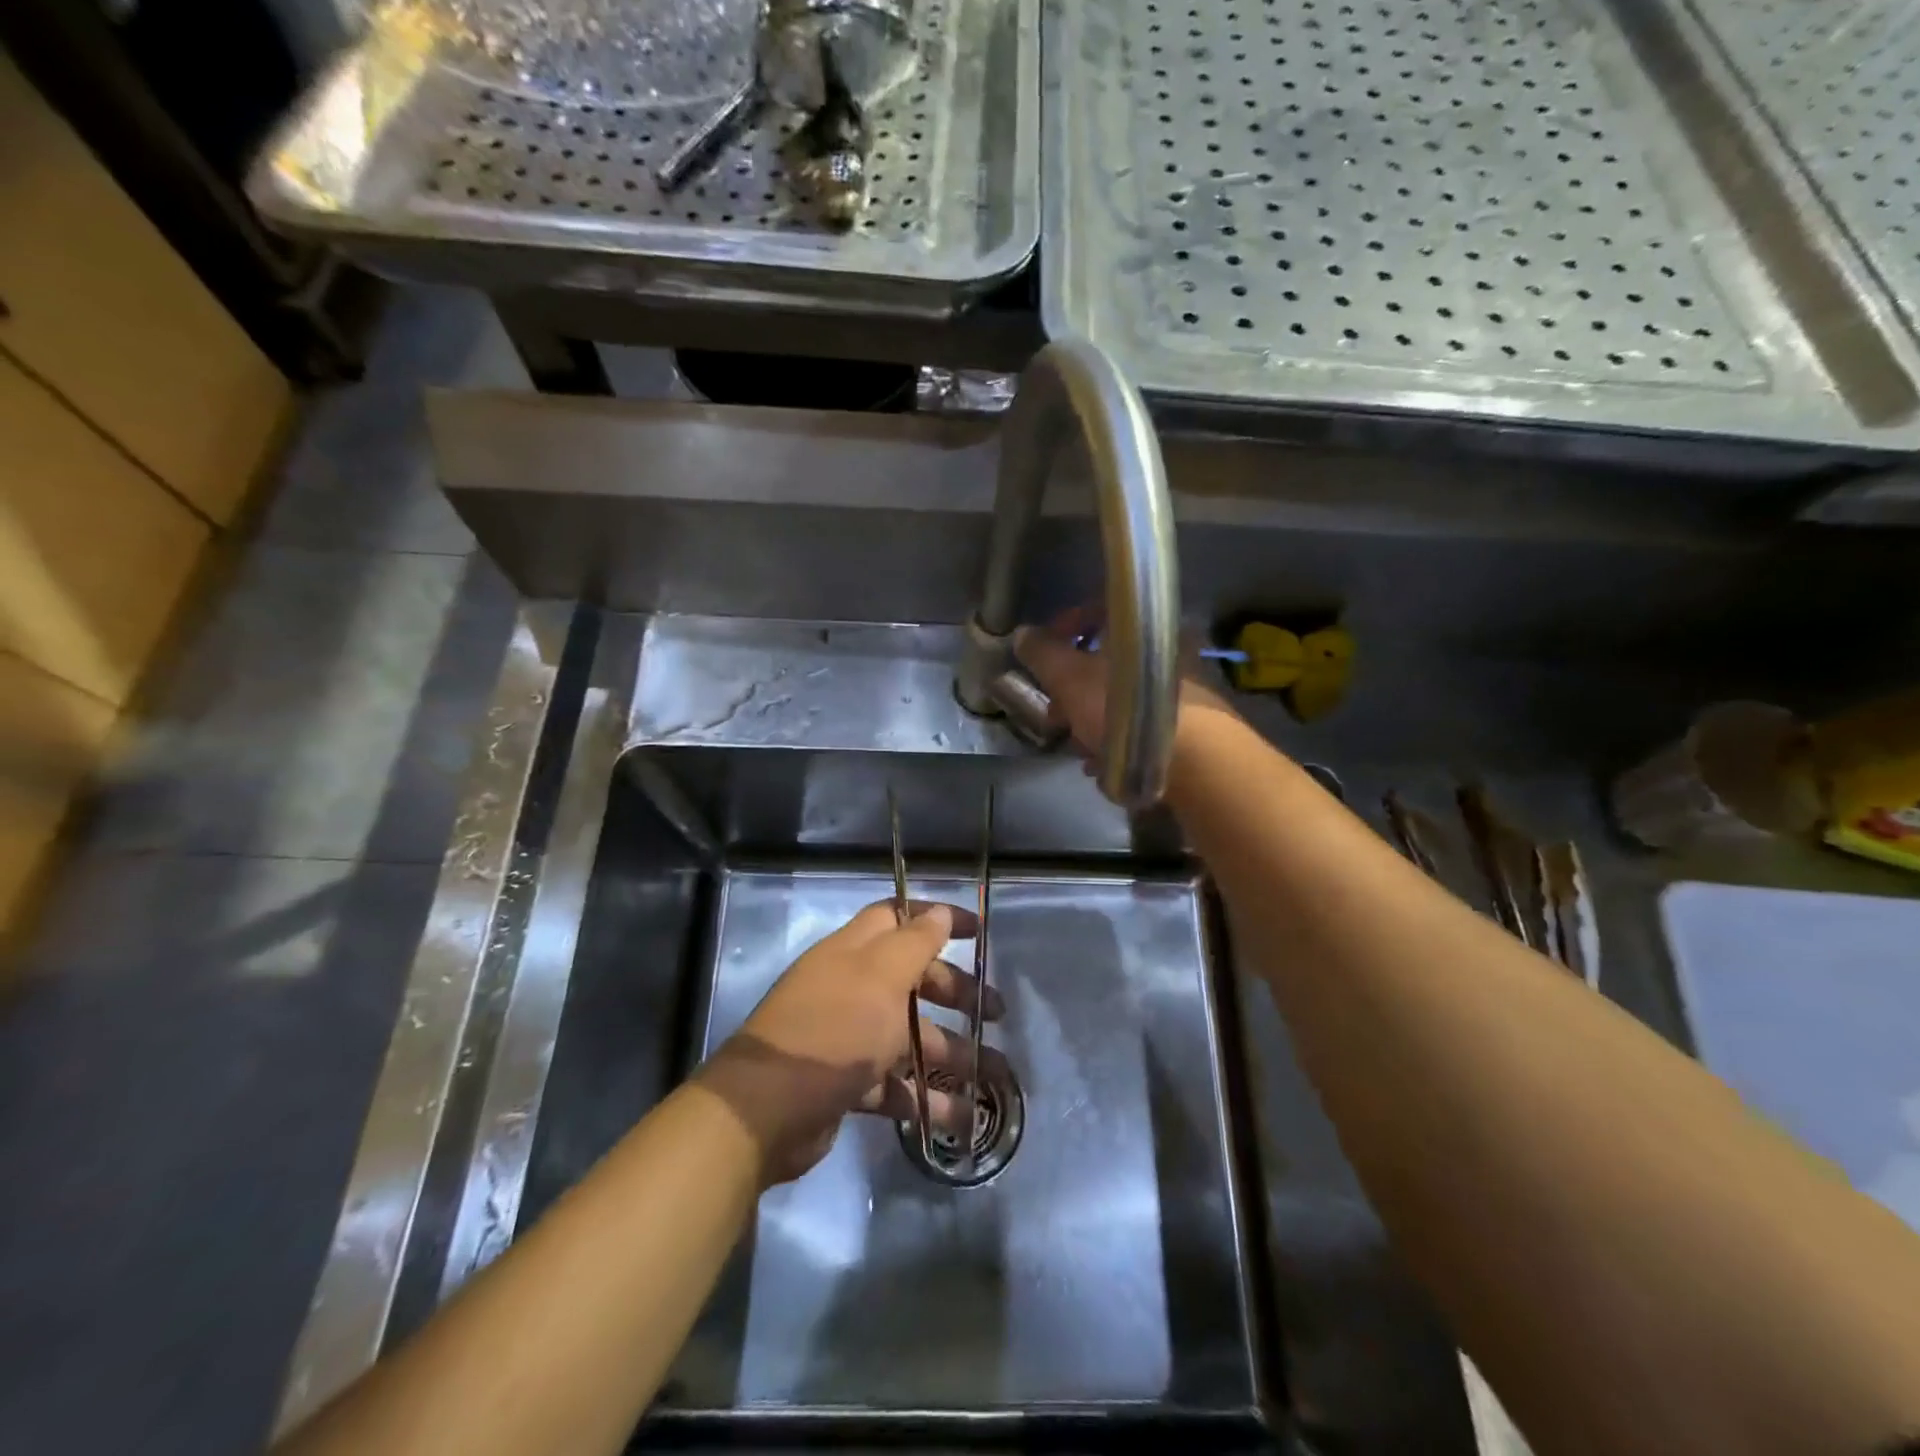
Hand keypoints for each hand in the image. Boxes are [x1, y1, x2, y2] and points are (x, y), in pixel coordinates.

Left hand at [695, 900, 1005, 1184]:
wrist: (767, 1109)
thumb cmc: (834, 1029)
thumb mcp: (881, 977)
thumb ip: (914, 943)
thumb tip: (939, 913)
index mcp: (855, 952)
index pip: (900, 918)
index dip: (938, 918)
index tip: (979, 930)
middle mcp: (851, 987)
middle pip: (911, 980)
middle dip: (955, 992)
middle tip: (996, 1012)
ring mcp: (846, 1036)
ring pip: (907, 1035)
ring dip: (950, 1053)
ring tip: (994, 1075)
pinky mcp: (844, 1082)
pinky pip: (892, 1083)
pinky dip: (923, 1097)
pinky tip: (956, 1117)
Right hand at [1012, 609, 1241, 783]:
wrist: (1192, 761)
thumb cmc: (1123, 707)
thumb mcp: (1069, 677)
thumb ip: (1043, 654)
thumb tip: (1023, 634)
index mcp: (1141, 628)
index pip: (1098, 611)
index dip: (1064, 629)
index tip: (1044, 656)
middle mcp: (1167, 650)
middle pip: (1108, 661)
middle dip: (1074, 689)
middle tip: (1056, 713)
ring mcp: (1181, 689)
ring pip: (1123, 698)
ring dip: (1093, 720)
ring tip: (1077, 747)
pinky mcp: (1189, 726)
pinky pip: (1141, 726)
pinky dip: (1117, 741)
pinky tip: (1102, 764)